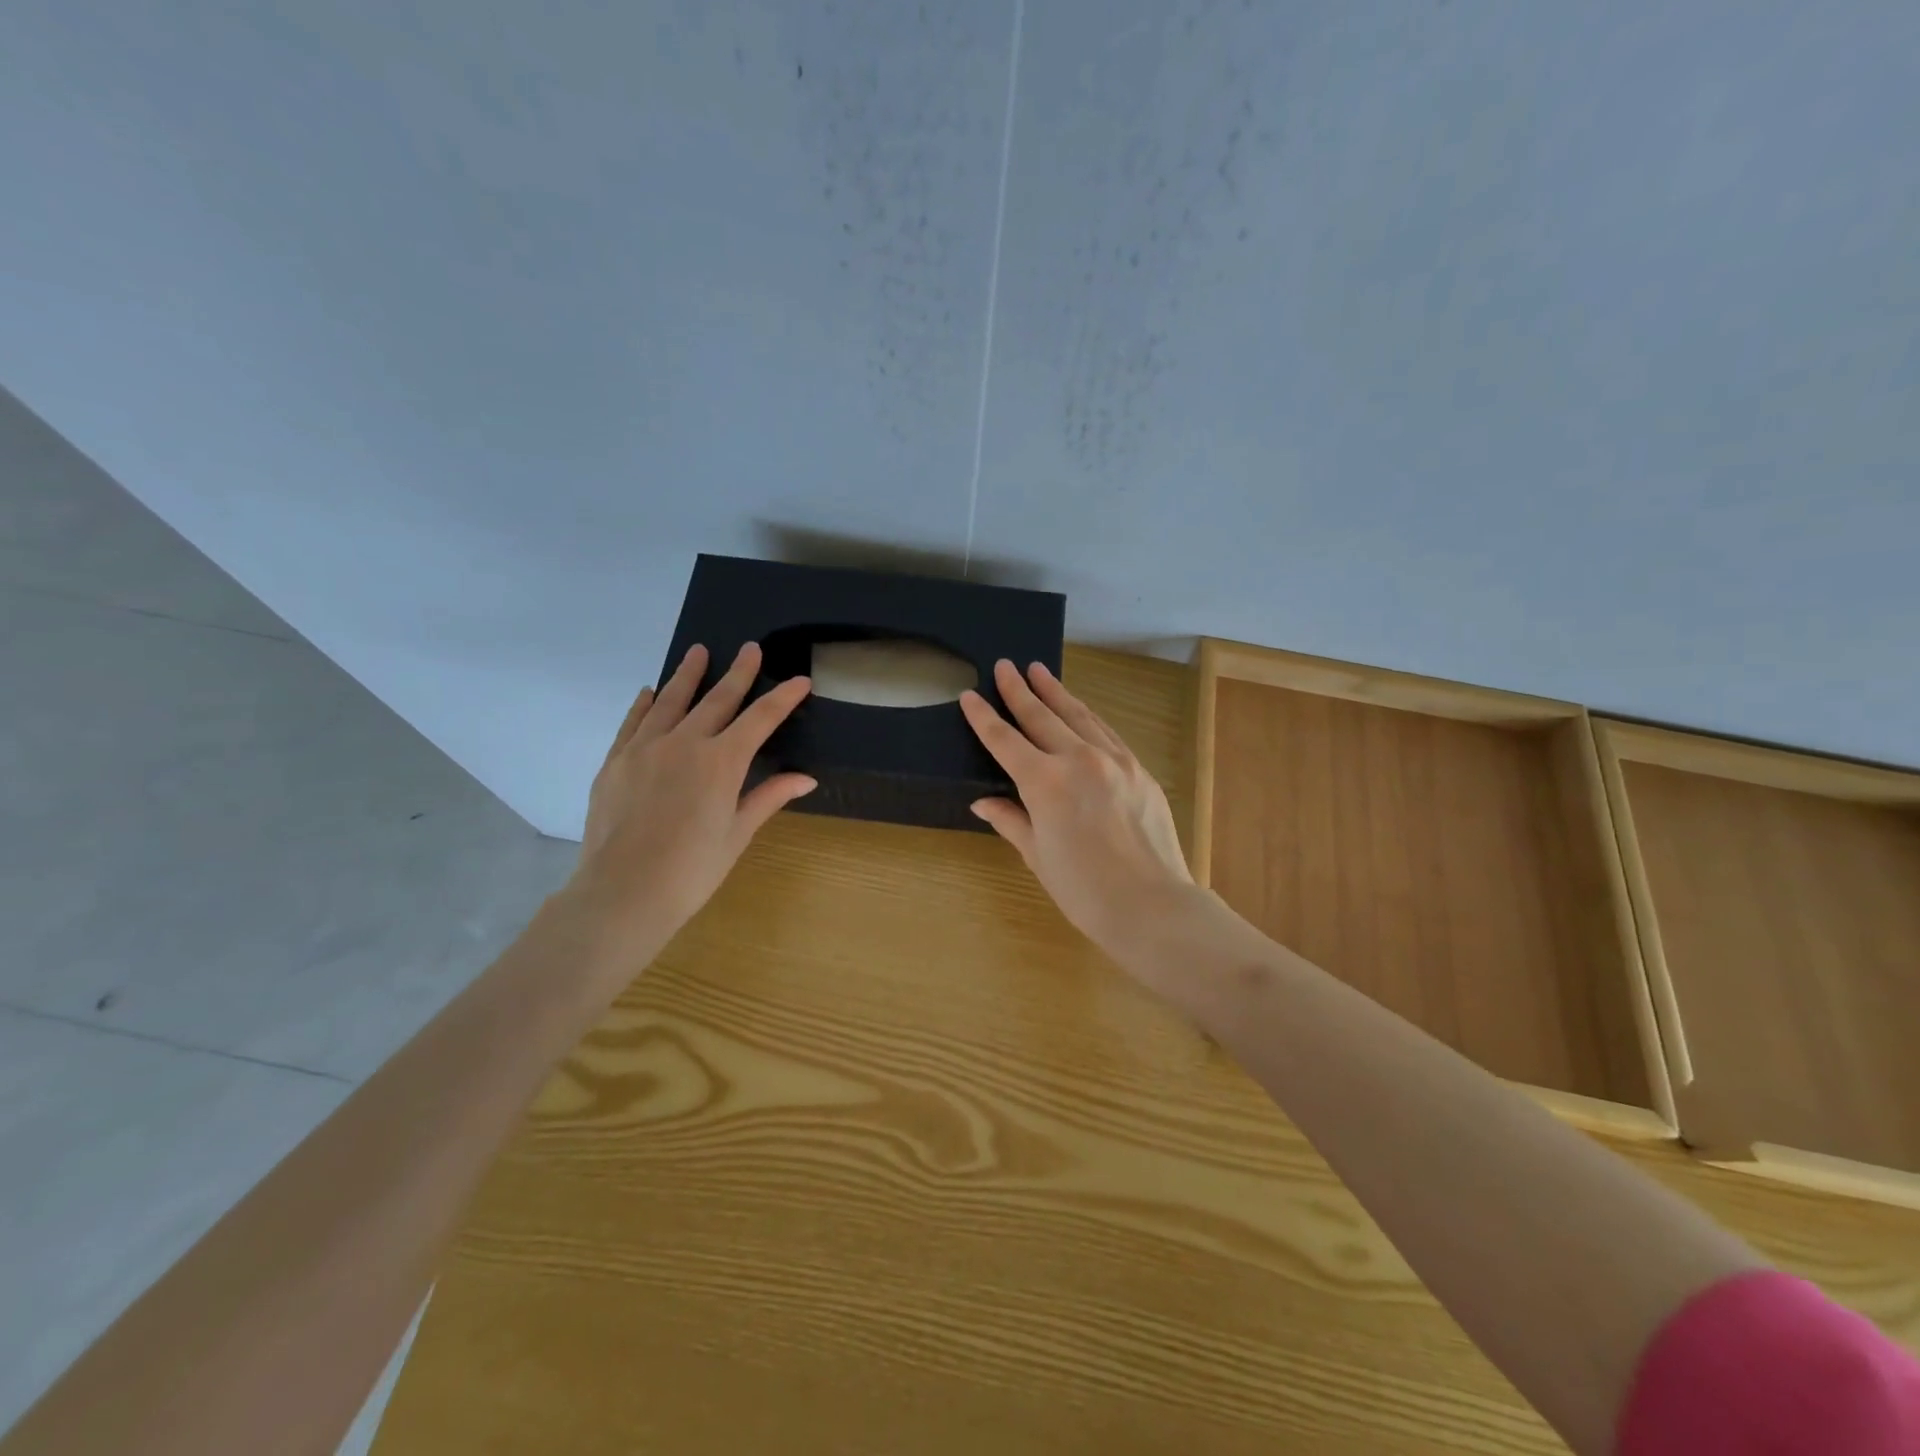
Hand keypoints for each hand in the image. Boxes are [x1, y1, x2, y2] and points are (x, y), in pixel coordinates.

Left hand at [566, 642, 814, 966]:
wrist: (623, 892)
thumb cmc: (692, 870)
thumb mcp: (737, 833)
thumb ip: (769, 797)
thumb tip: (806, 778)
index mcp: (722, 762)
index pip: (760, 719)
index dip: (782, 698)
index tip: (799, 680)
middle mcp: (685, 743)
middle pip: (717, 699)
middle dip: (738, 672)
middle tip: (750, 648)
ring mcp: (645, 748)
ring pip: (671, 701)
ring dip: (688, 675)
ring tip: (698, 651)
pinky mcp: (616, 761)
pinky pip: (633, 722)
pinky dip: (645, 704)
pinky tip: (650, 692)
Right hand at [961, 660, 1193, 960]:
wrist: (1151, 904)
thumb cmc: (1083, 889)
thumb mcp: (1037, 855)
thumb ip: (1011, 820)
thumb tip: (984, 802)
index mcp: (1044, 783)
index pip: (1004, 740)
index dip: (984, 717)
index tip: (969, 695)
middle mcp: (1078, 759)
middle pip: (1041, 716)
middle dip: (1019, 690)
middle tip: (1006, 666)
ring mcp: (1113, 760)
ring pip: (1078, 715)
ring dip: (1055, 692)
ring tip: (1039, 671)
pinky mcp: (1138, 769)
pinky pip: (1106, 732)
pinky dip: (1088, 716)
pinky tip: (1080, 709)